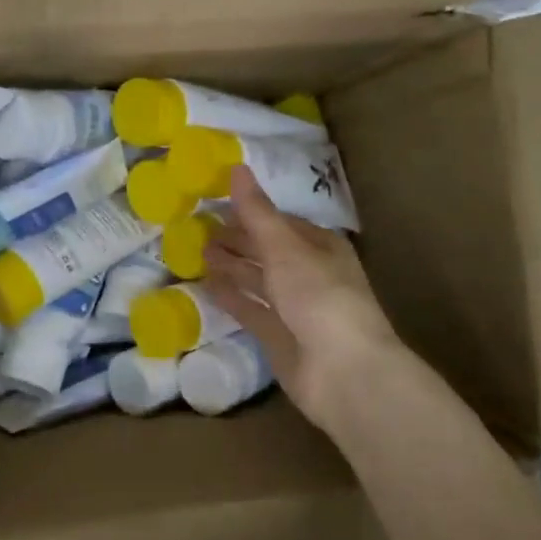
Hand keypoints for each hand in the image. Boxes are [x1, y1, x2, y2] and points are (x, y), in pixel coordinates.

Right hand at [201, 166, 404, 434]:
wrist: (343, 372)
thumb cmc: (319, 297)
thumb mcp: (284, 248)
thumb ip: (257, 212)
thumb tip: (236, 167)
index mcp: (321, 247)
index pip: (280, 222)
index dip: (250, 212)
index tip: (215, 203)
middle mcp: (309, 274)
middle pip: (267, 251)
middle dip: (237, 239)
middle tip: (198, 228)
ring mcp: (294, 308)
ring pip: (257, 280)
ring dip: (230, 266)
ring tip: (197, 251)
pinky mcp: (279, 337)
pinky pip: (249, 309)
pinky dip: (229, 296)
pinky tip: (206, 285)